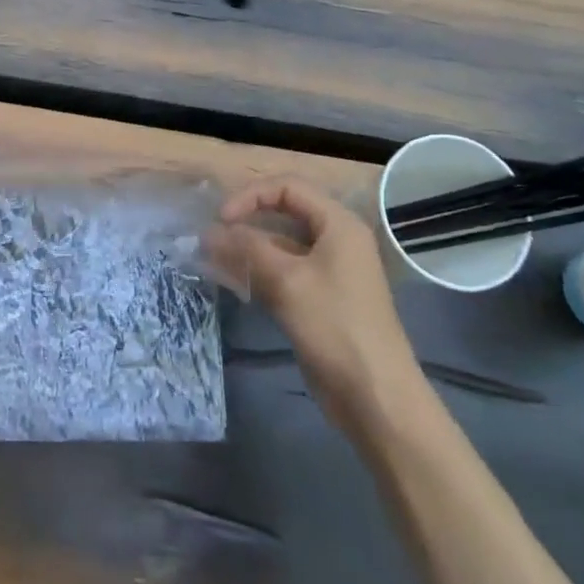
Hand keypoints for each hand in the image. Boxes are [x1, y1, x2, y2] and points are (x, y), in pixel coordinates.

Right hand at [207, 178, 417, 402]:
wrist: (374, 395)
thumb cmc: (334, 325)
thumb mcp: (286, 280)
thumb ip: (246, 248)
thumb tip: (209, 231)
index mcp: (338, 224)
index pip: (288, 188)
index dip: (251, 196)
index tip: (220, 219)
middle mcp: (335, 240)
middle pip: (284, 214)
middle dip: (246, 222)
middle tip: (211, 237)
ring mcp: (328, 271)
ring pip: (280, 246)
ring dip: (246, 248)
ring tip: (210, 258)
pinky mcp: (318, 299)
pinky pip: (283, 272)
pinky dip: (257, 272)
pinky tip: (230, 280)